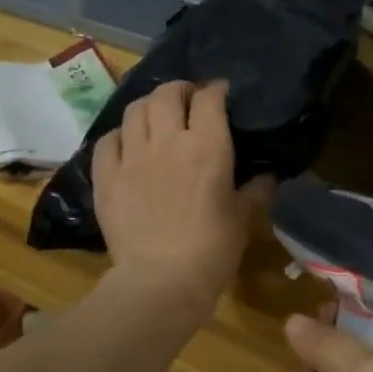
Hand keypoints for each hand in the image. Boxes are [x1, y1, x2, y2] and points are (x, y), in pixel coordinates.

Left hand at [92, 80, 271, 321]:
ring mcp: (132, 156)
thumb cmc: (212, 250)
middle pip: (167, 93)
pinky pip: (107, 140)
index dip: (216, 90)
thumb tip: (267, 176)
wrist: (161, 282)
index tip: (220, 95)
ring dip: (148, 106)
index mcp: (207, 146)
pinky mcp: (106, 177)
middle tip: (187, 101)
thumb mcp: (243, 219)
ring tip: (155, 117)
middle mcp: (167, 141)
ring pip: (134, 110)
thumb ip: (256, 191)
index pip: (209, 98)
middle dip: (179, 90)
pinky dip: (119, 136)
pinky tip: (127, 145)